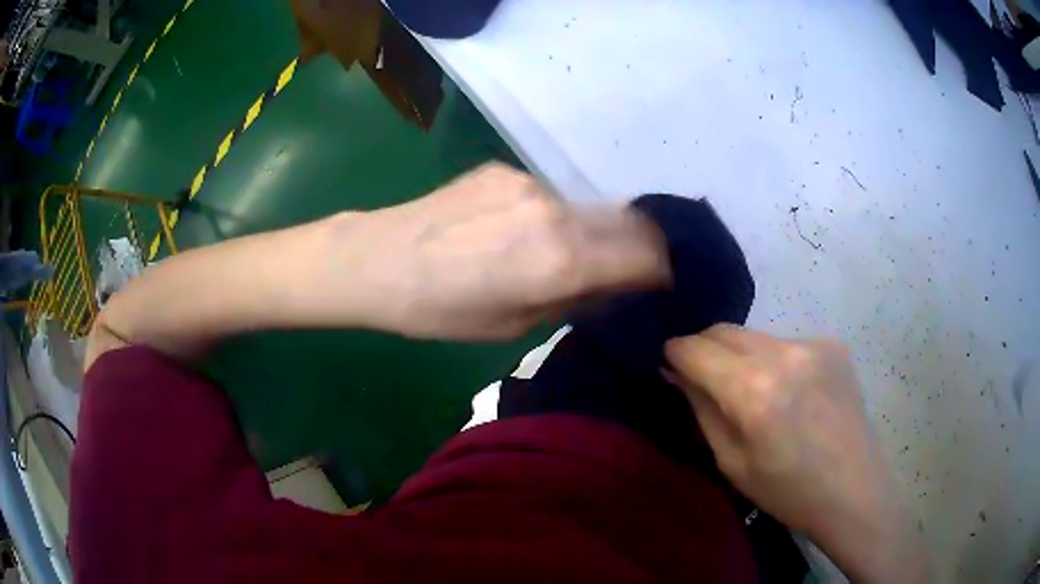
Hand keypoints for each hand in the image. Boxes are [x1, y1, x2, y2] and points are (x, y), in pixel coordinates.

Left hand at [307, 163, 671, 339]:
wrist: (377, 260)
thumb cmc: (439, 310)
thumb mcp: (511, 326)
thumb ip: (572, 299)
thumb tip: (611, 287)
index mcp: (561, 258)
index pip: (645, 255)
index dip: (664, 271)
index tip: (663, 285)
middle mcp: (556, 210)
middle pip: (628, 223)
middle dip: (641, 248)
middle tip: (634, 271)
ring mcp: (529, 182)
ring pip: (590, 207)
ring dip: (597, 232)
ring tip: (571, 255)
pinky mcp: (505, 169)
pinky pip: (551, 196)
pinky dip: (558, 217)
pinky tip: (524, 233)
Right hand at [664, 325, 927, 582]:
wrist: (854, 489)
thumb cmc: (788, 491)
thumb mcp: (732, 463)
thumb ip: (702, 410)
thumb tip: (676, 373)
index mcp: (754, 392)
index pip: (697, 350)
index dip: (675, 353)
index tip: (667, 363)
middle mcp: (784, 355)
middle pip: (725, 330)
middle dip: (704, 347)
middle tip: (699, 374)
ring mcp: (813, 345)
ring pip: (756, 335)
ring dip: (740, 354)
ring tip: (748, 389)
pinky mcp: (833, 345)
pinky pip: (787, 343)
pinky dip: (773, 360)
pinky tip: (788, 391)